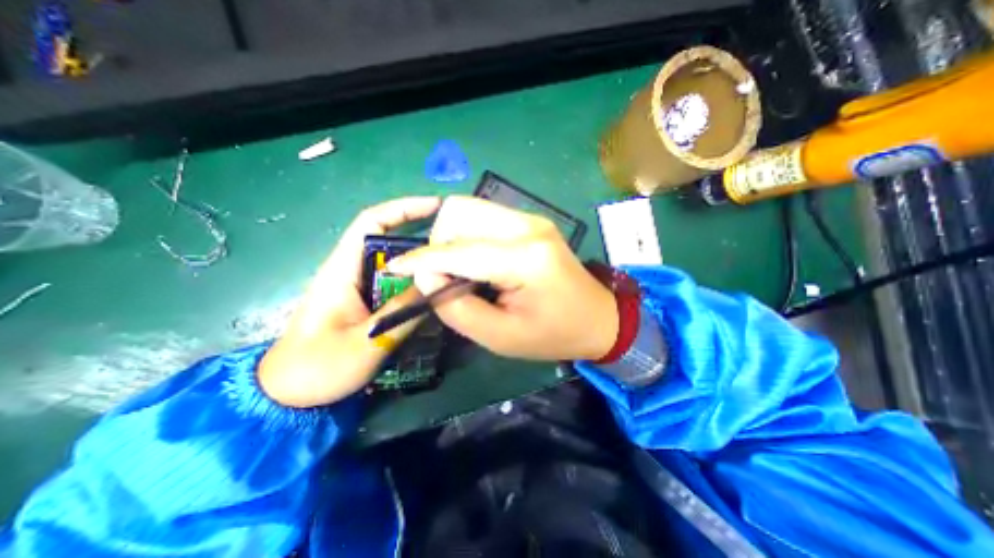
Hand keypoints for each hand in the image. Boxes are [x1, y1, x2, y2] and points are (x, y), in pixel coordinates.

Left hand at [257, 196, 438, 404]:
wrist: (287, 395)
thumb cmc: (318, 367)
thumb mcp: (366, 341)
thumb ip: (402, 312)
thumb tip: (435, 286)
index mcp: (342, 270)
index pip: (372, 222)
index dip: (403, 208)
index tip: (436, 206)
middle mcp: (351, 270)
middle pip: (389, 240)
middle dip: (421, 237)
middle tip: (455, 244)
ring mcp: (358, 286)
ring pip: (395, 264)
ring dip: (420, 262)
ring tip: (450, 267)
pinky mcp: (364, 301)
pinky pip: (395, 283)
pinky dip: (415, 282)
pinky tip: (432, 292)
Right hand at [386, 196, 613, 361]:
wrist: (598, 318)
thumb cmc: (553, 334)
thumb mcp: (500, 337)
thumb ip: (456, 307)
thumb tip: (426, 276)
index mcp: (525, 259)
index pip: (459, 250)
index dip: (421, 260)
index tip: (395, 268)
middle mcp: (527, 227)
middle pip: (460, 211)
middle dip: (439, 242)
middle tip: (443, 275)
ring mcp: (531, 218)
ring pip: (470, 209)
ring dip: (452, 236)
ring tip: (459, 269)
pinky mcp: (531, 221)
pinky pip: (485, 216)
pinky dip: (468, 235)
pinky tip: (477, 260)